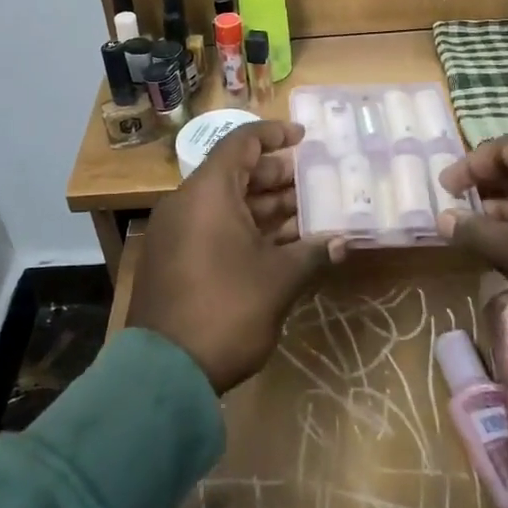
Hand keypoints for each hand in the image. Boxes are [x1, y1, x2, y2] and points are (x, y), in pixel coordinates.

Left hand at [129, 121, 344, 393]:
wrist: (164, 373)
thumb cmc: (226, 309)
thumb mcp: (278, 280)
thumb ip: (312, 253)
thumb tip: (343, 242)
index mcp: (208, 193)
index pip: (241, 143)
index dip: (274, 135)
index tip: (304, 138)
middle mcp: (189, 204)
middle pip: (236, 173)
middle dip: (278, 175)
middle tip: (316, 181)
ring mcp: (179, 233)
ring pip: (228, 204)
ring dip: (267, 206)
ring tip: (309, 212)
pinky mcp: (177, 260)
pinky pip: (216, 228)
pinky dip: (248, 229)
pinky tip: (283, 243)